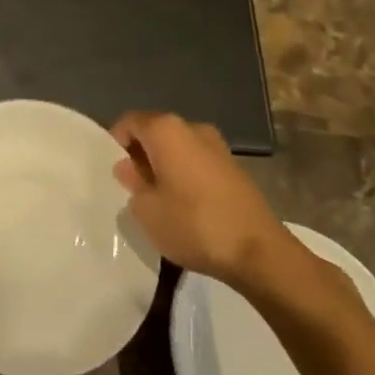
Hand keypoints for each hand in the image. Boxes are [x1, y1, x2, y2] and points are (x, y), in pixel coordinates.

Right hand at [111, 110, 291, 289]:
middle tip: (133, 187)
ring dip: (165, 166)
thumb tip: (130, 169)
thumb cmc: (193, 224)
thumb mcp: (147, 210)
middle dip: (142, 155)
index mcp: (166, 130)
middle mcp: (192, 128)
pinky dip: (187, 176)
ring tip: (160, 199)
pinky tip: (187, 207)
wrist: (259, 252)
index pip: (130, 122)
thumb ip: (133, 184)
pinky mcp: (236, 169)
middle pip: (156, 133)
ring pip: (179, 148)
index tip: (115, 170)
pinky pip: (199, 163)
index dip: (116, 142)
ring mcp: (218, 147)